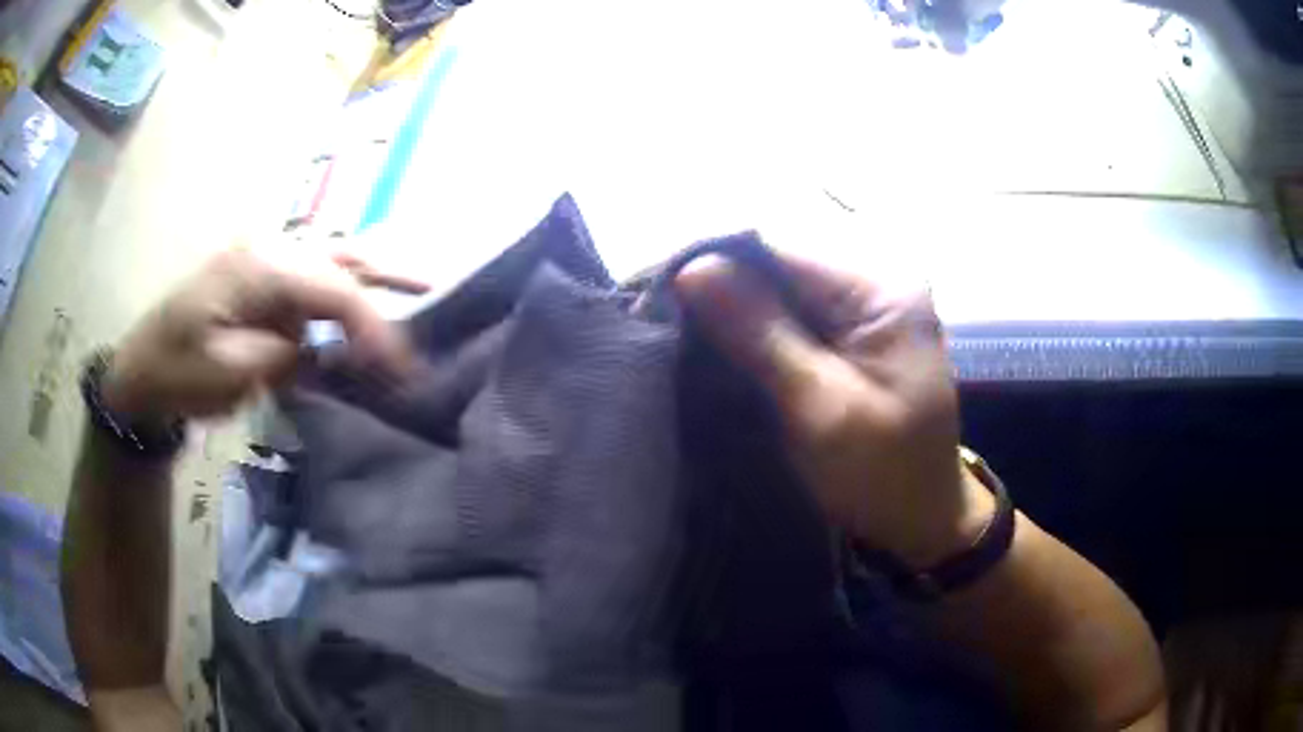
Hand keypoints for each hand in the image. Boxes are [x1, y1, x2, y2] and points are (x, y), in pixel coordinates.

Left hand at [103, 245, 427, 419]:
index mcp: (259, 266)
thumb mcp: (230, 373)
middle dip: (388, 275)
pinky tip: (360, 301)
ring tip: (416, 281)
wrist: (140, 369)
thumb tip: (325, 348)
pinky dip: (342, 290)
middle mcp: (268, 250)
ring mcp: (263, 262)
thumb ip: (285, 355)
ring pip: (330, 258)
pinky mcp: (259, 282)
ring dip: (371, 271)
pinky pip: (310, 280)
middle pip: (340, 255)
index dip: (374, 326)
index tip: (402, 368)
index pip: (334, 288)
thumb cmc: (178, 371)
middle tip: (433, 285)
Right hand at [676, 254, 992, 568]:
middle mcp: (872, 282)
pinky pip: (789, 314)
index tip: (660, 289)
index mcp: (881, 289)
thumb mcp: (821, 407)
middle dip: (722, 284)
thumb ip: (761, 334)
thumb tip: (692, 269)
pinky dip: (752, 327)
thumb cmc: (881, 473)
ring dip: (732, 307)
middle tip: (663, 311)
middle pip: (780, 262)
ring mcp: (862, 307)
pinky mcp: (849, 334)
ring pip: (778, 287)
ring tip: (680, 325)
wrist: (918, 518)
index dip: (718, 261)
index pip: (783, 247)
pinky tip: (717, 342)